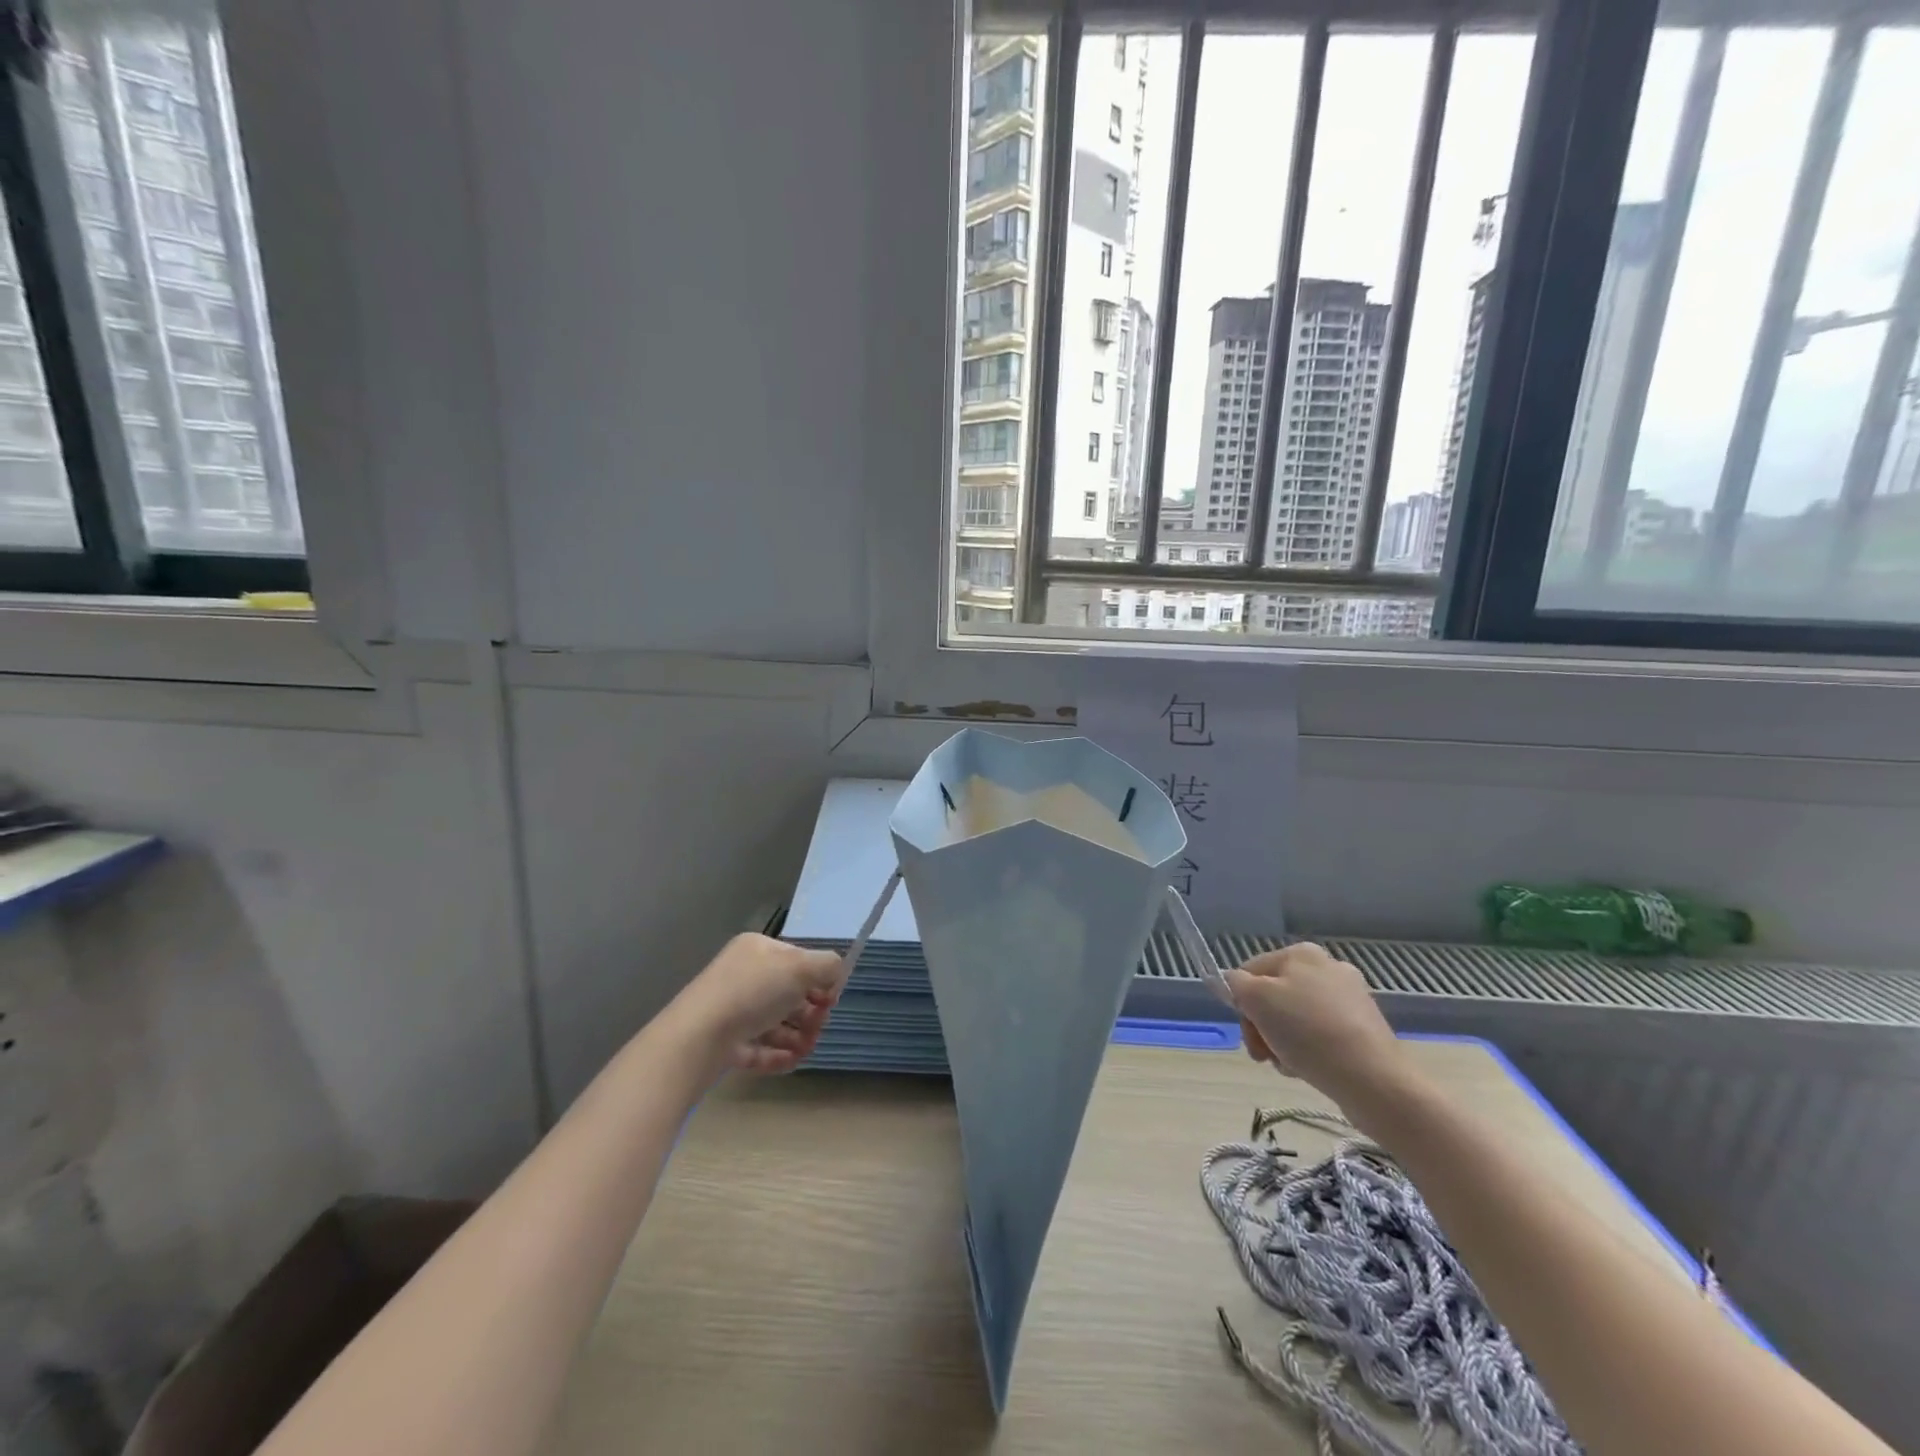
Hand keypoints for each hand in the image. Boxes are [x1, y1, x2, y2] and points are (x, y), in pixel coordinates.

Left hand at [667, 934, 848, 1073]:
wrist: (698, 1038)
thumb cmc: (752, 992)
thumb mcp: (800, 968)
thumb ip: (828, 965)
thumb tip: (836, 973)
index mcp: (758, 950)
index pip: (798, 960)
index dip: (819, 979)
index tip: (831, 999)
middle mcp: (744, 975)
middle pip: (789, 993)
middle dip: (811, 1011)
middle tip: (818, 1026)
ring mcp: (732, 1010)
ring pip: (776, 1022)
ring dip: (799, 1036)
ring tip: (806, 1049)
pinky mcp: (726, 1043)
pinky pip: (760, 1047)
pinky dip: (779, 1054)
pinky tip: (793, 1061)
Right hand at [1223, 943, 1404, 1099]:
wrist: (1373, 1079)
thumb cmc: (1307, 1031)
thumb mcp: (1256, 1000)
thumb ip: (1236, 984)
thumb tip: (1234, 983)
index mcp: (1301, 954)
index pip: (1251, 971)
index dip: (1241, 1003)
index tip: (1248, 1035)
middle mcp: (1328, 967)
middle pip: (1273, 995)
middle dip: (1262, 1026)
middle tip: (1263, 1055)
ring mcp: (1350, 998)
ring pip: (1295, 1018)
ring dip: (1282, 1041)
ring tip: (1289, 1065)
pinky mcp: (1364, 1028)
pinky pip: (1321, 1035)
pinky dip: (1308, 1050)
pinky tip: (1310, 1068)